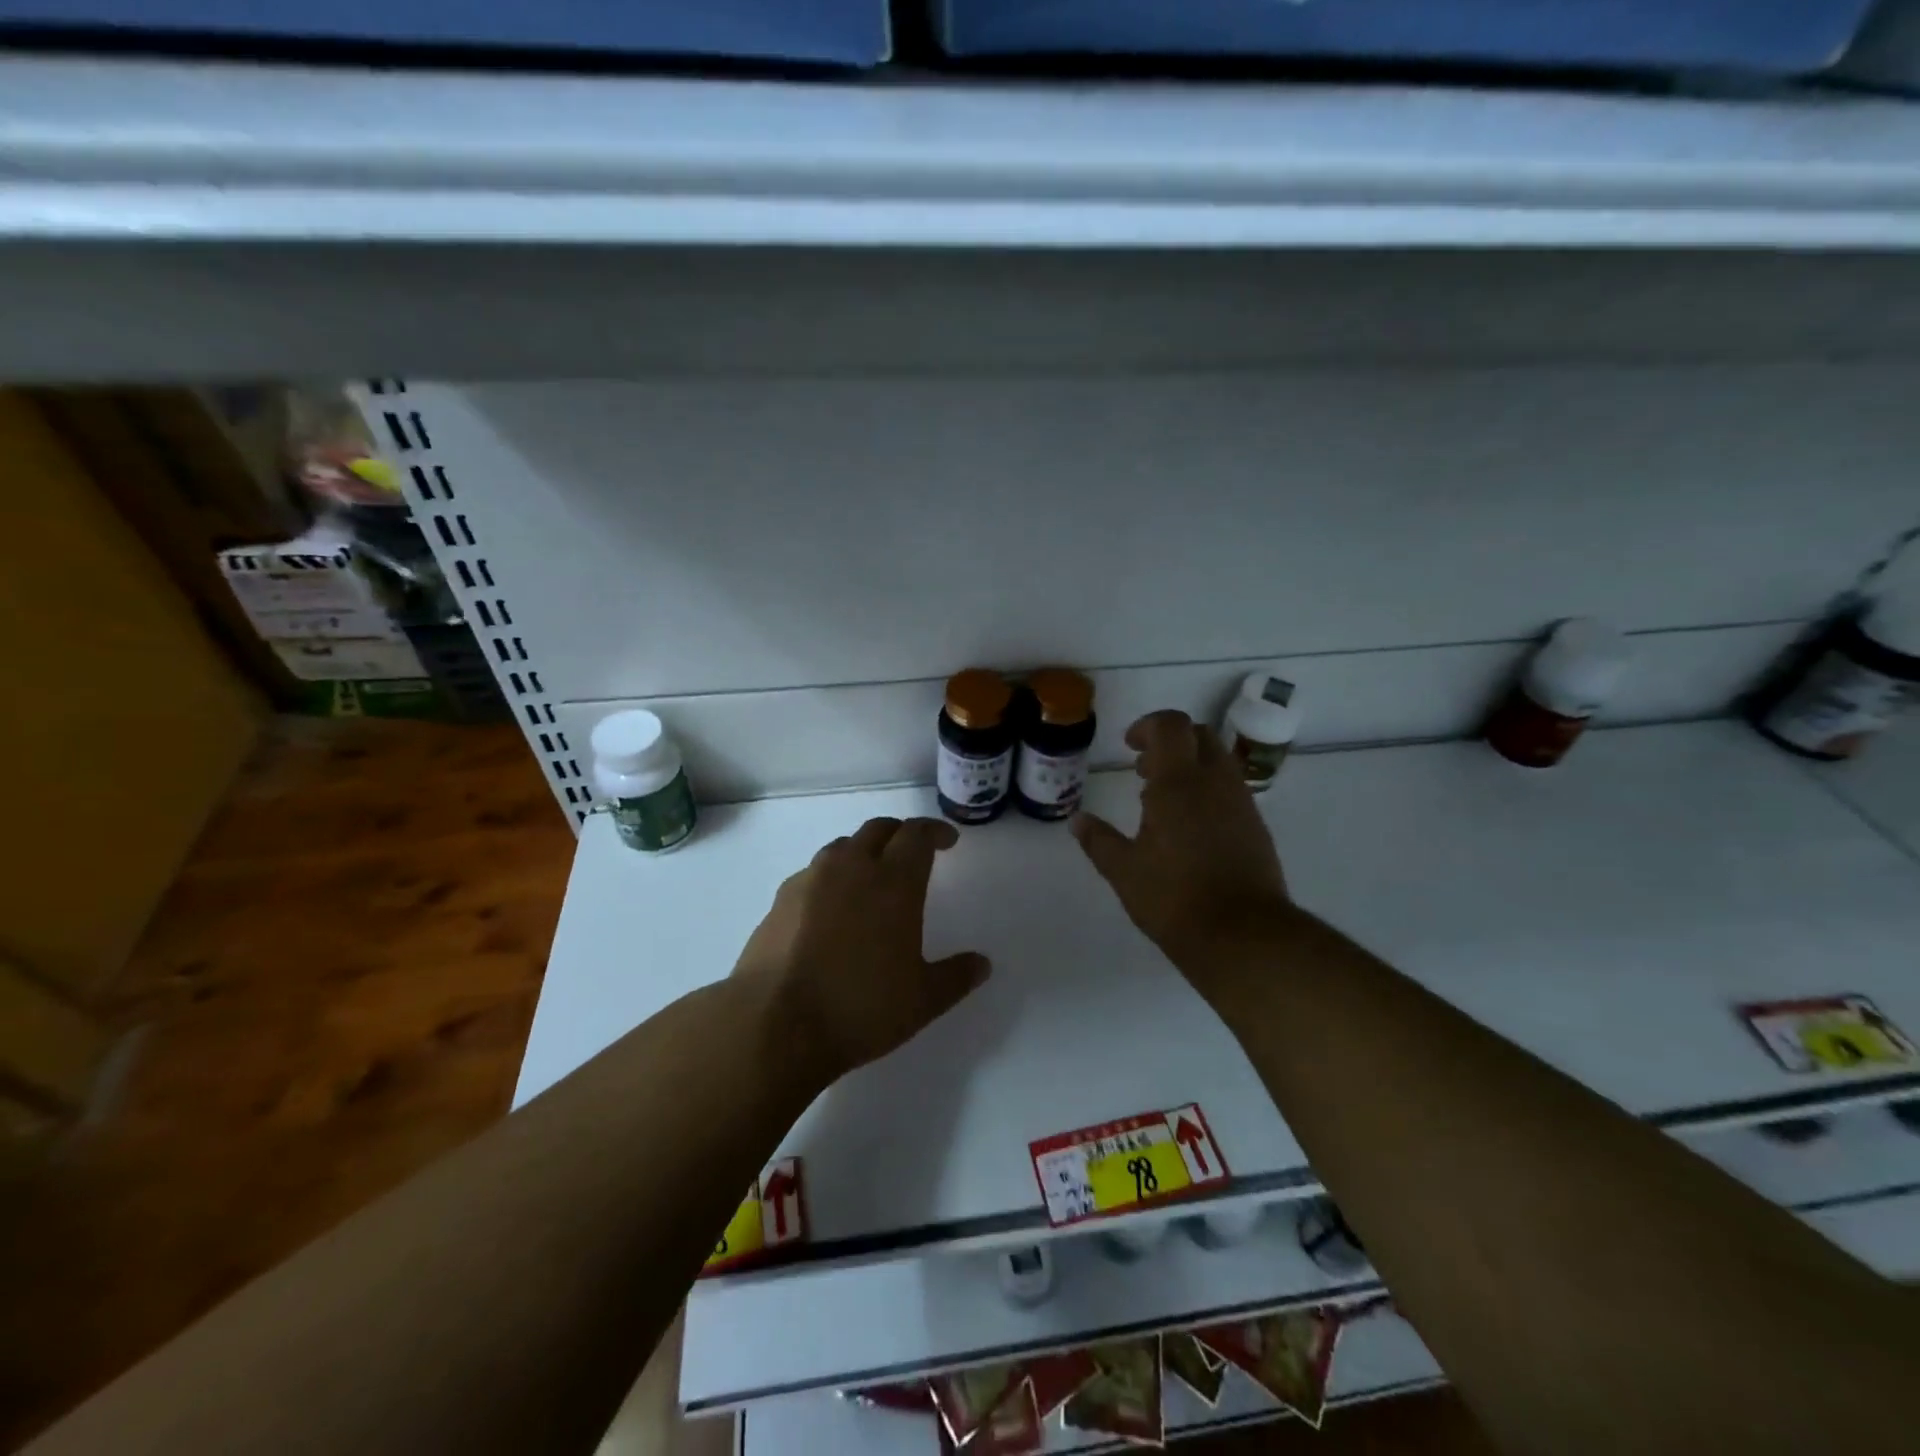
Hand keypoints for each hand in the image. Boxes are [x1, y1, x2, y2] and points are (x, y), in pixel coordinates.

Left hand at [733, 817, 990, 1078]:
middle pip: (879, 829)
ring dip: (864, 851)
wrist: (774, 1023)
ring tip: (872, 876)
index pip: (917, 834)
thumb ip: (956, 976)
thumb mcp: (922, 1000)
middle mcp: (851, 867)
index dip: (935, 831)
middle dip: (901, 833)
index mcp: (893, 881)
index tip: (947, 841)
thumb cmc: (860, 1008)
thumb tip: (982, 964)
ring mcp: (811, 880)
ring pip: (843, 846)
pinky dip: (832, 877)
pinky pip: (814, 873)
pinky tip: (832, 907)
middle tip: (913, 851)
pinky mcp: (780, 899)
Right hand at [1071, 710, 1292, 971]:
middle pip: (1199, 735)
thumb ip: (1098, 840)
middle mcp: (1215, 782)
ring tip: (1162, 799)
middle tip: (1144, 769)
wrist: (1244, 936)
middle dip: (1170, 741)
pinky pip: (1230, 789)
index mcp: (1179, 783)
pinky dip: (1207, 790)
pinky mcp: (1257, 827)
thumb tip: (1077, 820)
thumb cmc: (1174, 898)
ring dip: (1190, 765)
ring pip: (1218, 761)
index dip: (1147, 726)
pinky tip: (1189, 826)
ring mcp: (1241, 803)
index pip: (1170, 726)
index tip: (1129, 746)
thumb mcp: (1124, 871)